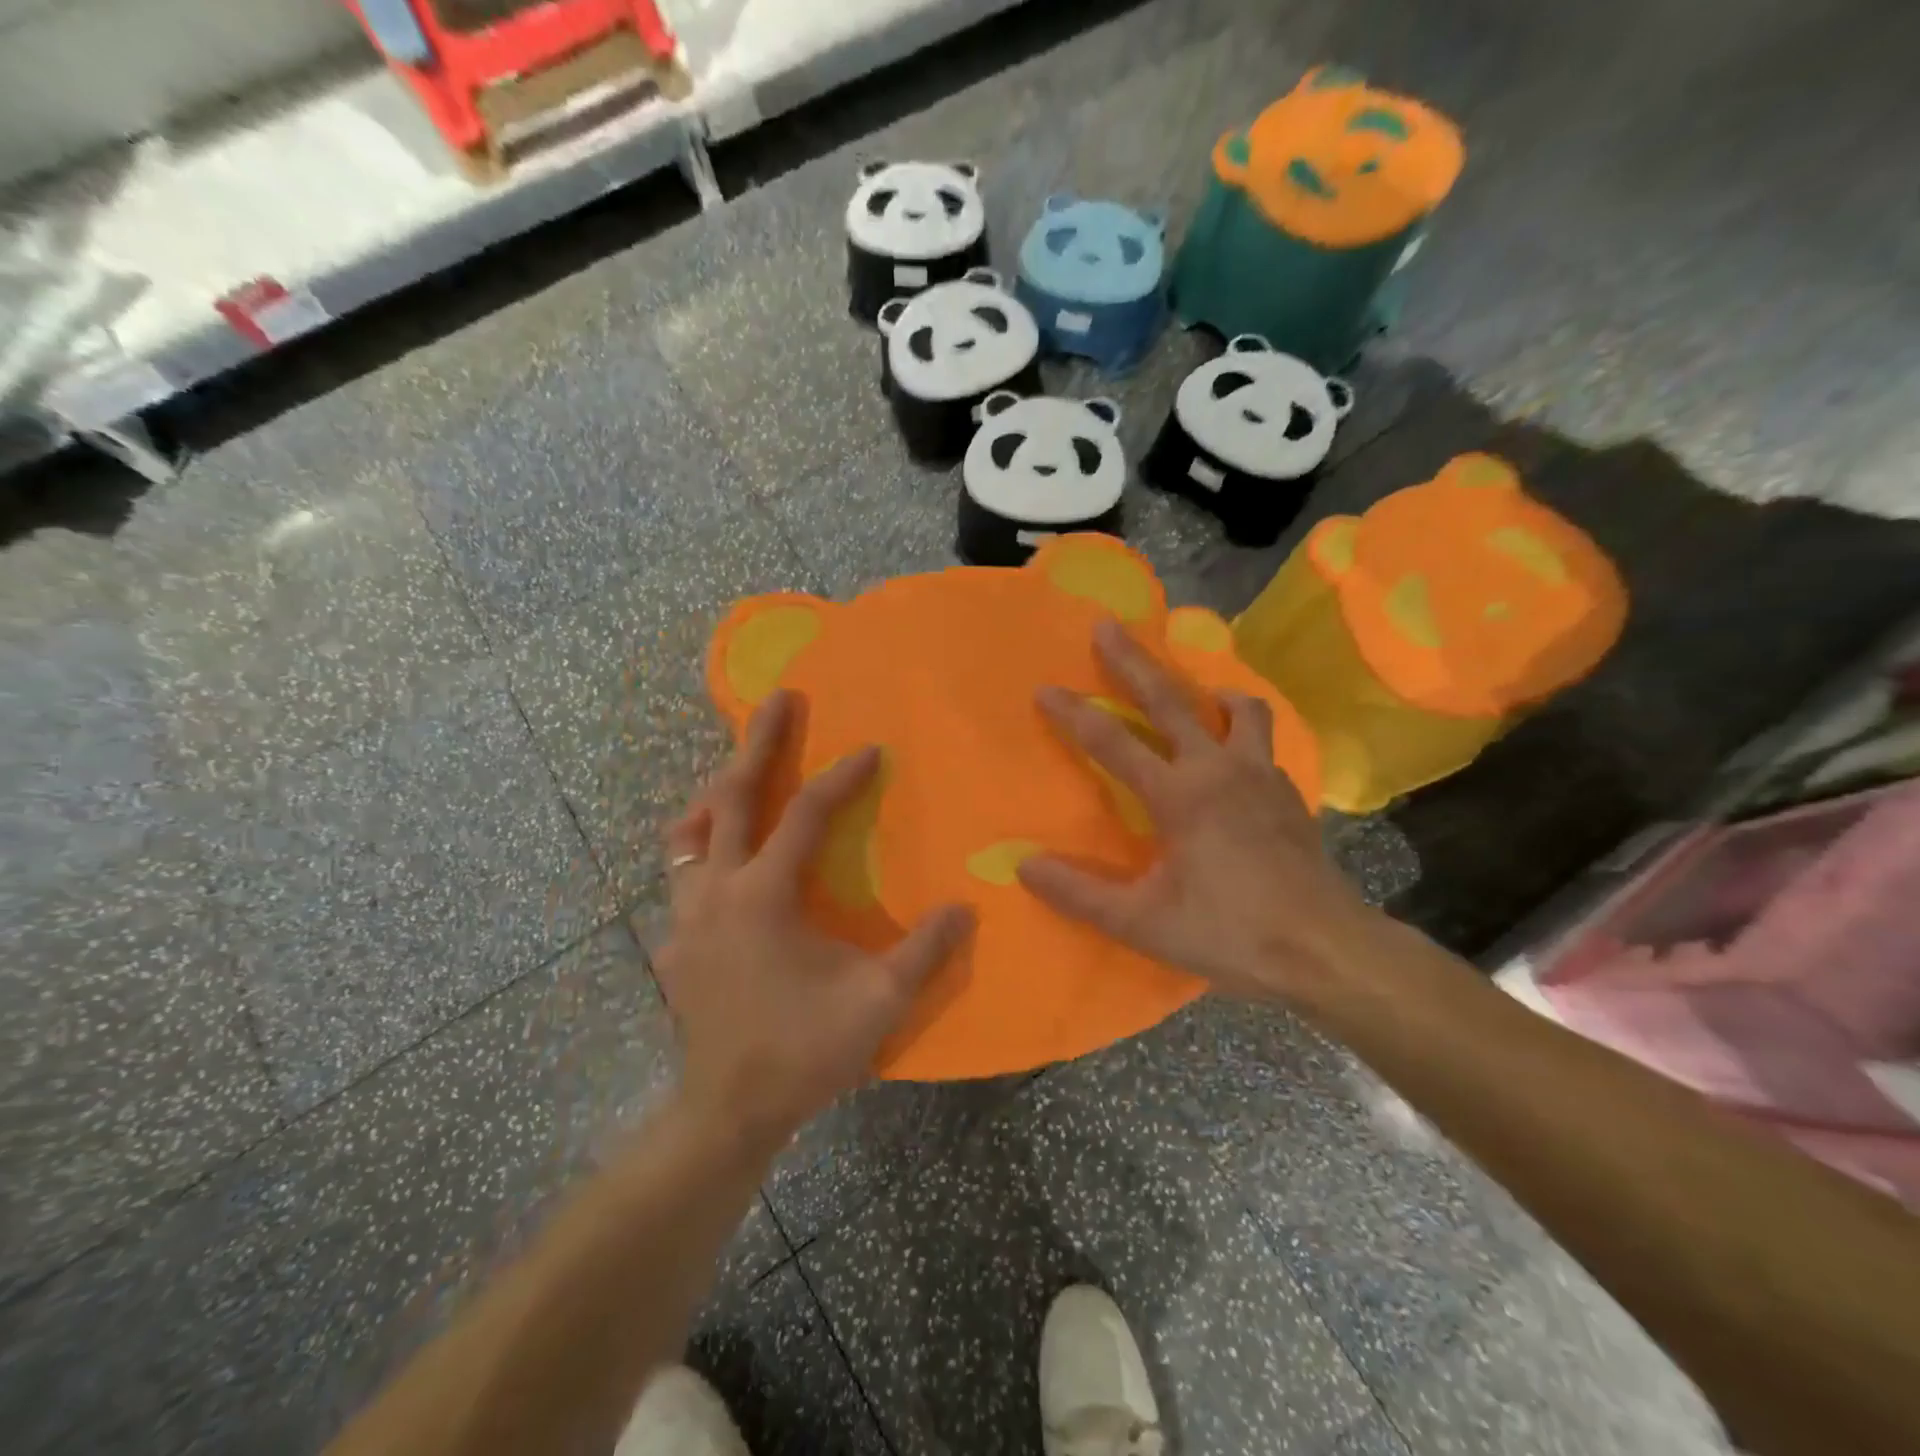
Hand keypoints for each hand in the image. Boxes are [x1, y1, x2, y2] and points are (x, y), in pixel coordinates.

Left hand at [654, 692, 971, 1150]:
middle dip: (756, 743)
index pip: (804, 814)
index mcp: (763, 896)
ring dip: (717, 795)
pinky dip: (701, 849)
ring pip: (689, 834)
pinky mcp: (675, 945)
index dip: (841, 778)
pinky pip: (682, 877)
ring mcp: (685, 918)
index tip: (870, 750)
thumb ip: (925, 952)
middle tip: (777, 699)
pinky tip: (723, 863)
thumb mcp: (879, 1003)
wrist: (727, 1114)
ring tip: (738, 772)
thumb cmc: (803, 1052)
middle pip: (729, 798)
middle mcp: (715, 892)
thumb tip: (965, 908)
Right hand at [1018, 620, 1380, 1006]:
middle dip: (1133, 661)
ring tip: (1195, 694)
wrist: (1327, 950)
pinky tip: (1233, 758)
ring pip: (1237, 709)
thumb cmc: (1229, 934)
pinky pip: (1262, 742)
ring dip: (1208, 692)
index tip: (1046, 689)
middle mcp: (1220, 768)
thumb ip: (1080, 893)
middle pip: (1170, 700)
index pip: (1112, 742)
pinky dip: (1241, 733)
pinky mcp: (1290, 793)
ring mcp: (1262, 775)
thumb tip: (1024, 866)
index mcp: (1179, 794)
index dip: (1074, 713)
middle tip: (1108, 626)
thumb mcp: (1142, 923)